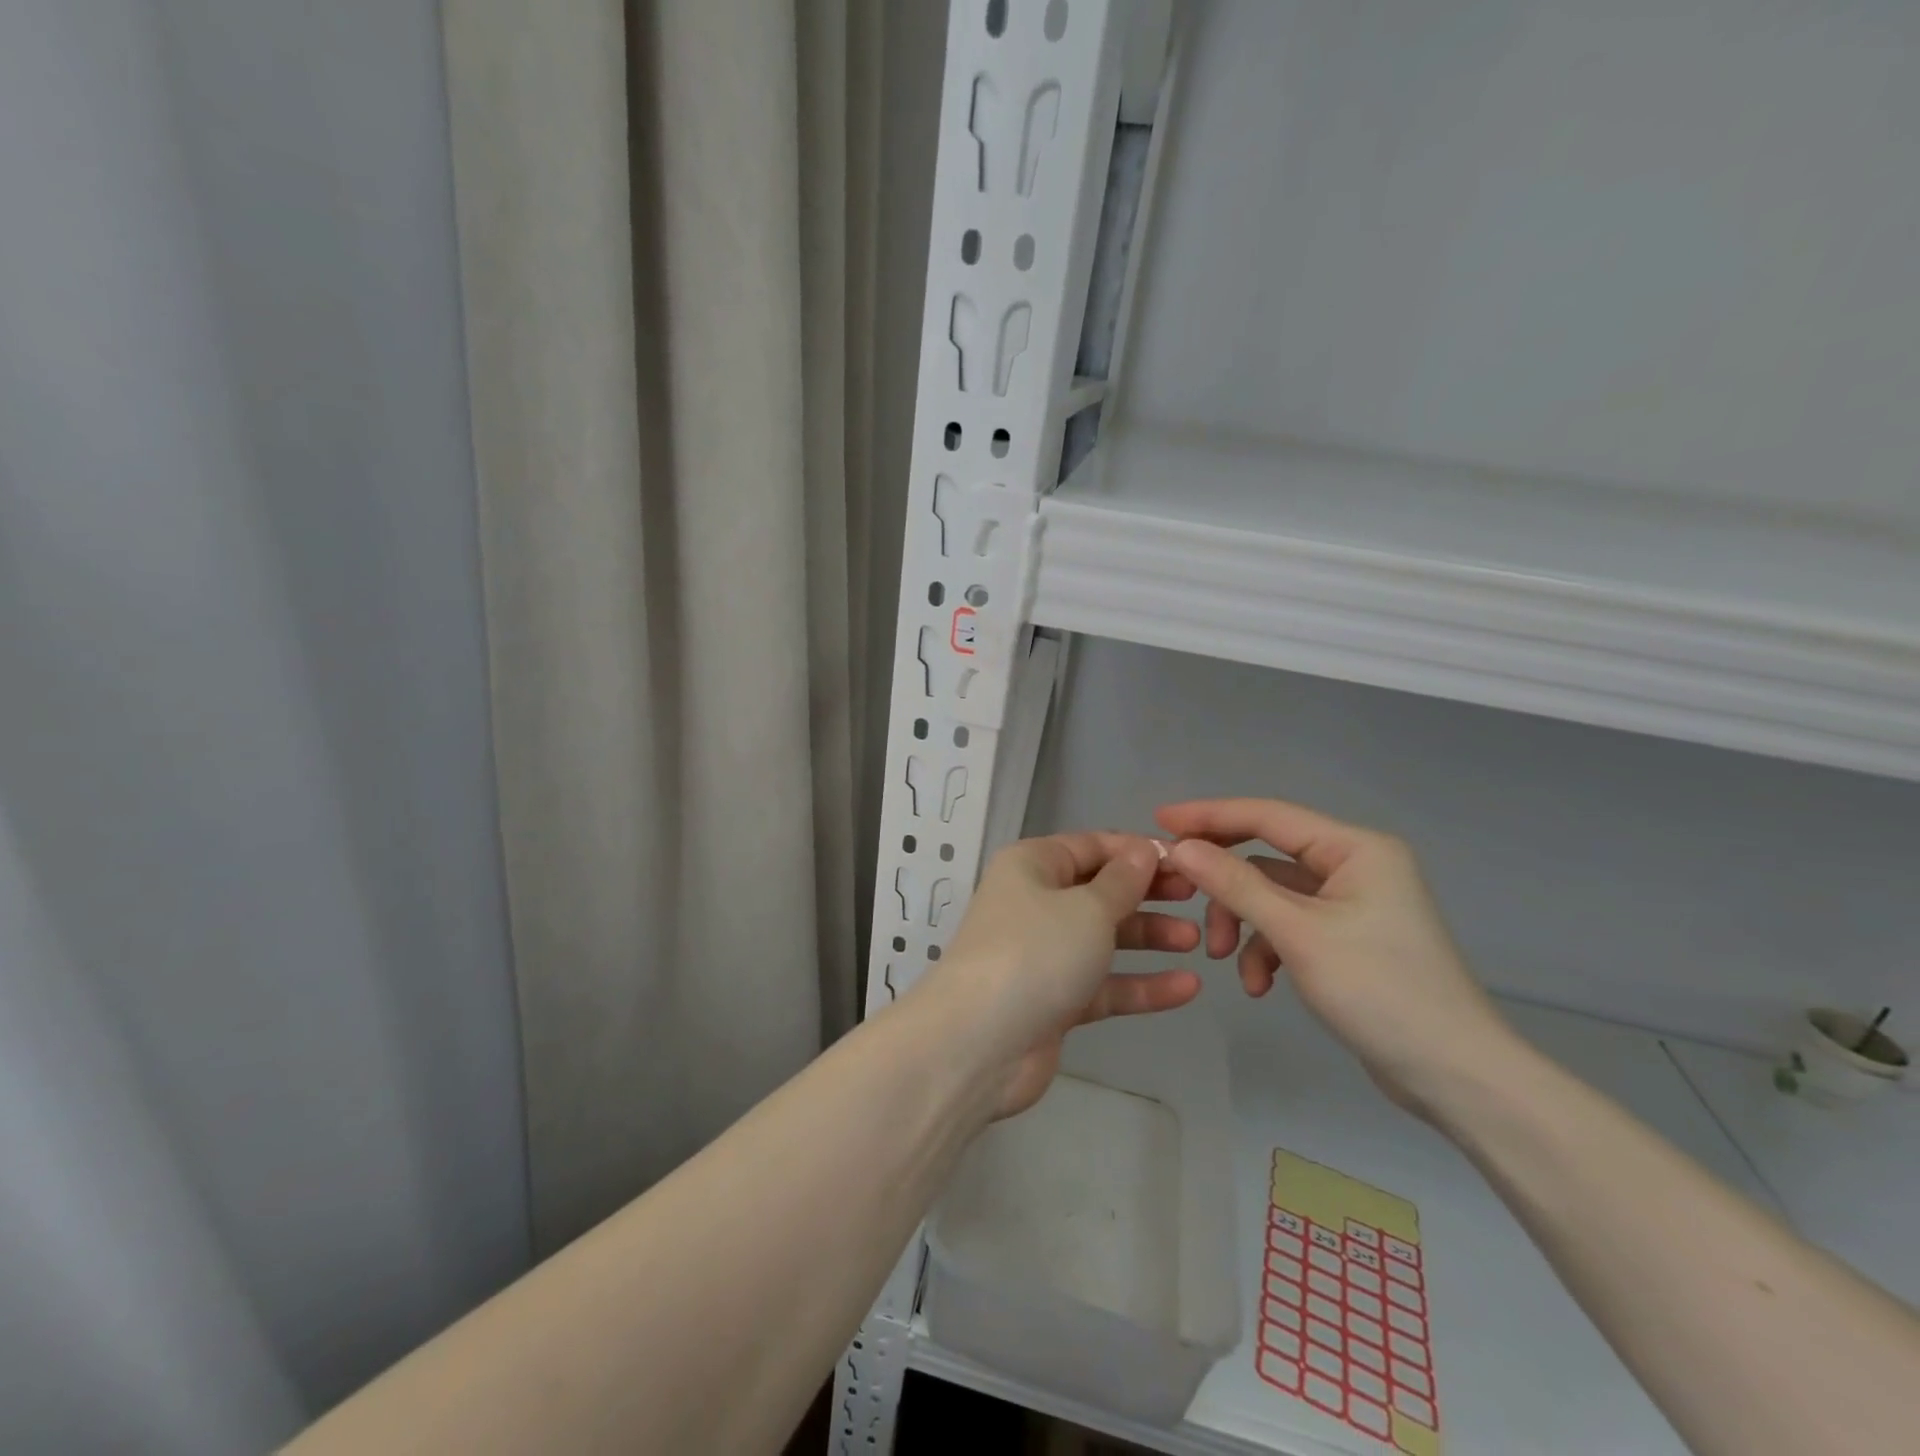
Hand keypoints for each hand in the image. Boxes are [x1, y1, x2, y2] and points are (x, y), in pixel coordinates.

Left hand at [923, 833, 1201, 1118]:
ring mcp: (1043, 954)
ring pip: (1104, 938)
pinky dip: (1140, 985)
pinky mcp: (1053, 1000)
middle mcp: (1034, 903)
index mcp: (1032, 866)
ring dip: (1148, 938)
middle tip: (1197, 897)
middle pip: (1100, 890)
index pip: (1092, 846)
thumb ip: (1122, 881)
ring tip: (1197, 941)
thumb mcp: (1087, 907)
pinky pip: (1103, 985)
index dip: (1137, 851)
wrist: (980, 1043)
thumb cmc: (1036, 952)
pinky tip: (1187, 988)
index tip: (1187, 860)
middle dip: (1147, 893)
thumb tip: (1142, 850)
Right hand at [1158, 797, 1520, 1118]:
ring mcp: (1351, 903)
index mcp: (1355, 848)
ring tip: (1220, 958)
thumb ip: (1236, 884)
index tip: (1158, 819)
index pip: (1268, 815)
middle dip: (1224, 882)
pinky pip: (1288, 925)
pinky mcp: (1345, 937)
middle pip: (1266, 854)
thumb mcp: (1297, 933)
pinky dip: (1265, 948)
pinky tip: (1258, 984)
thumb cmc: (1380, 992)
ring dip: (1241, 923)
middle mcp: (1354, 865)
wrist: (1455, 1076)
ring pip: (1271, 894)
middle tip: (1177, 889)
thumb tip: (1180, 847)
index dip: (1210, 815)